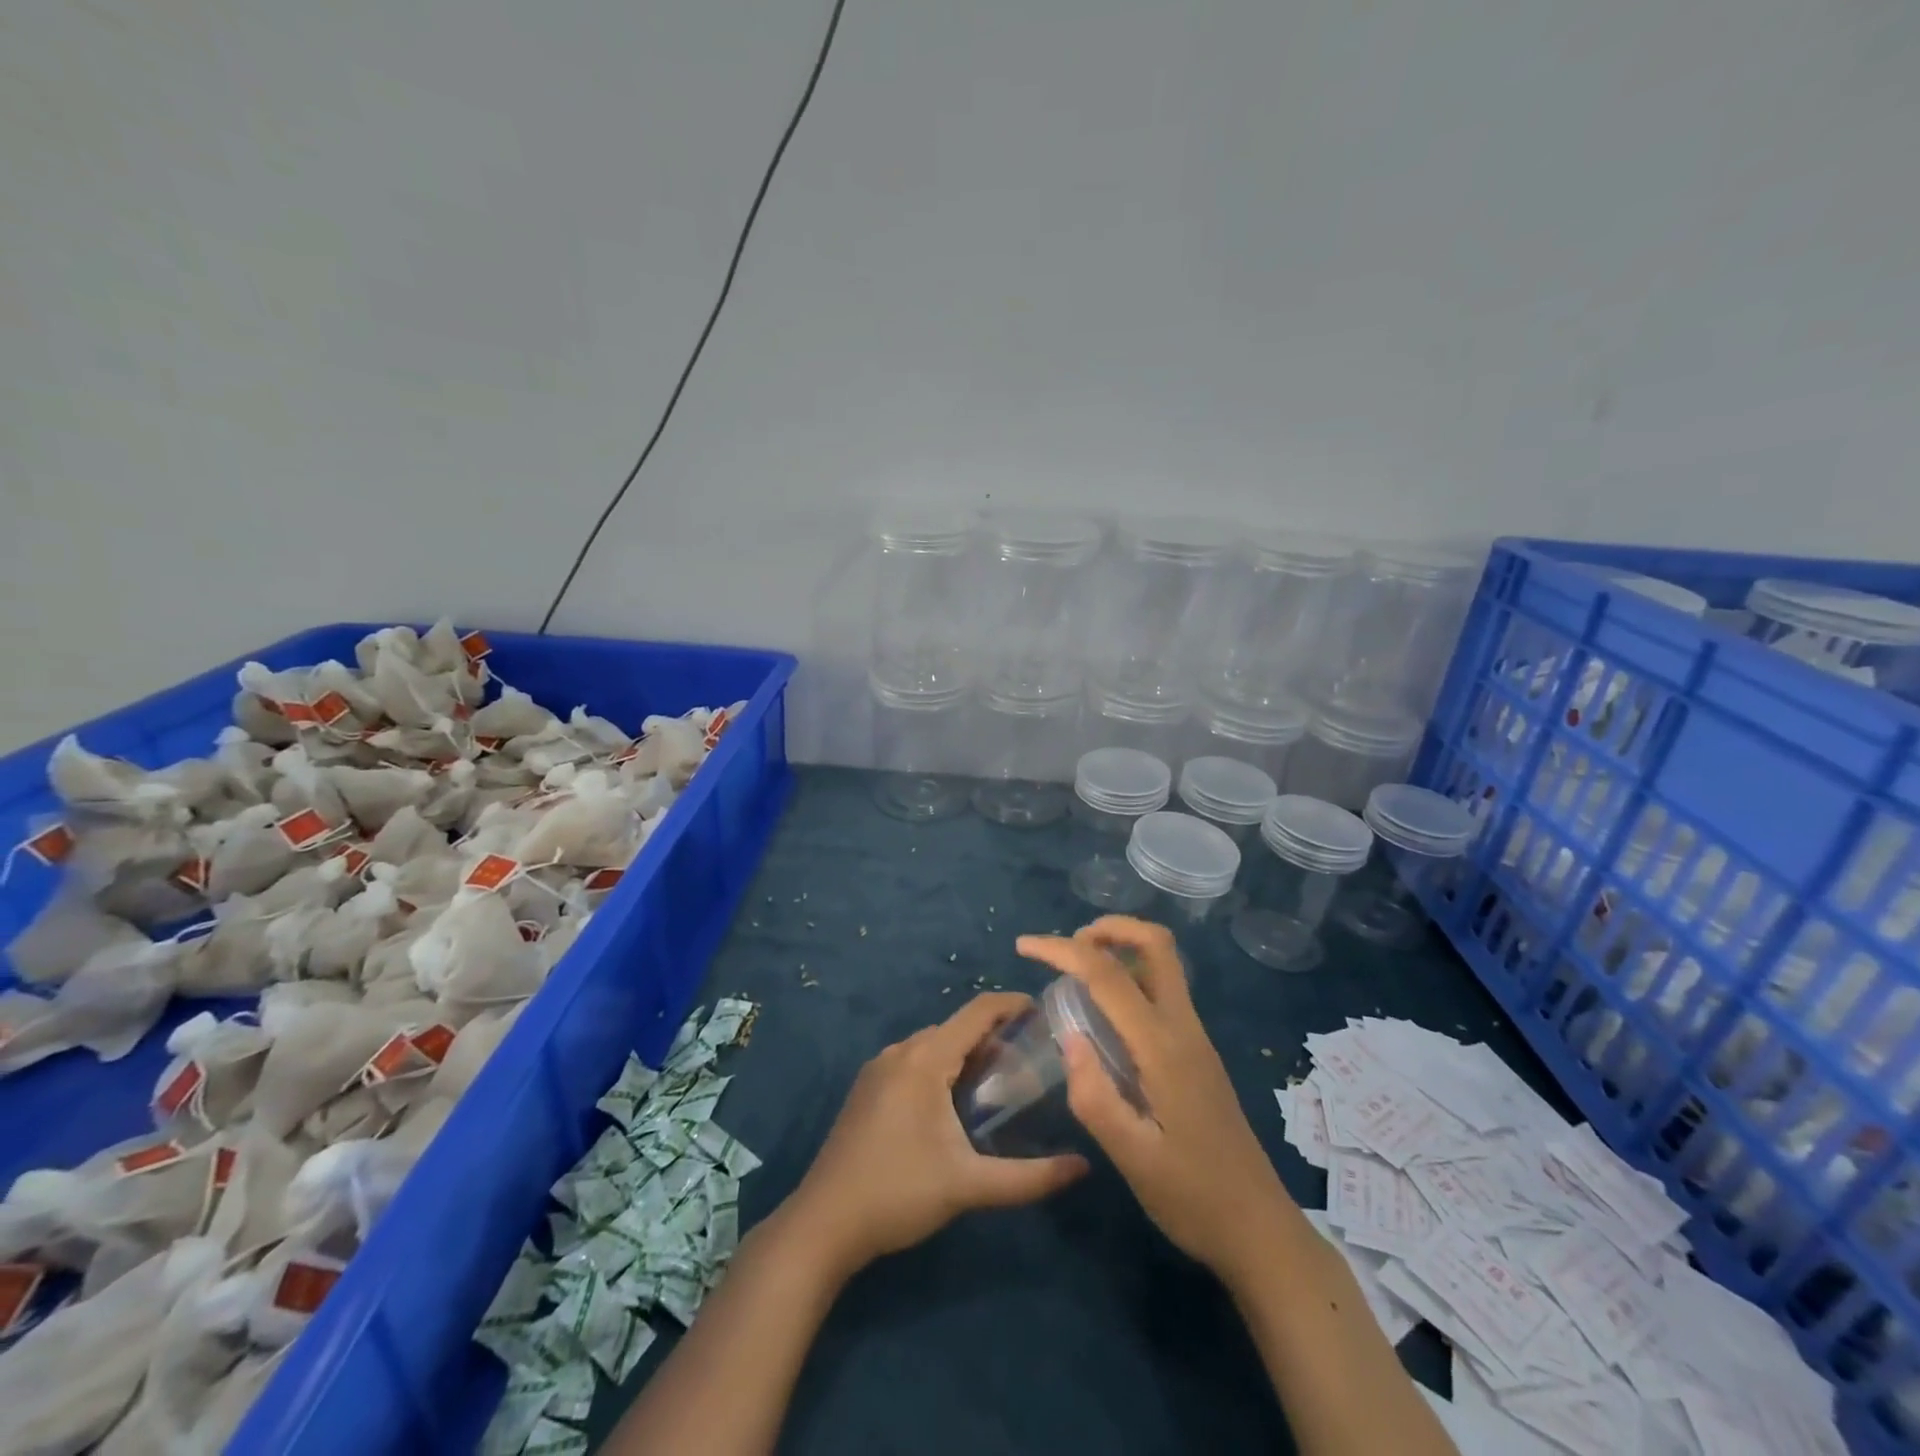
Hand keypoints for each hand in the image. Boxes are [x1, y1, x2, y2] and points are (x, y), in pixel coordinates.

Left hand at [784, 992, 1087, 1277]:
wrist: (823, 1224)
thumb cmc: (898, 1194)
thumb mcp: (968, 1186)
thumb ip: (1029, 1177)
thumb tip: (1083, 1167)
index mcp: (924, 1059)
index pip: (976, 1012)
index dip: (1011, 1005)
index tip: (1043, 1011)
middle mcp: (900, 1052)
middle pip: (955, 1027)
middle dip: (993, 1035)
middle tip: (1029, 1058)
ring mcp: (877, 1069)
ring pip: (932, 1044)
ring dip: (965, 1052)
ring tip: (999, 1080)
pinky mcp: (866, 1089)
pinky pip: (912, 1061)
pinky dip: (940, 1066)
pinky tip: (954, 1102)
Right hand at [1016, 917, 1291, 1278]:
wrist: (1259, 1231)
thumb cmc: (1193, 1199)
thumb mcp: (1133, 1159)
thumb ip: (1095, 1097)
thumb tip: (1068, 1037)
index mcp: (1164, 1048)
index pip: (1109, 975)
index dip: (1062, 950)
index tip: (1023, 946)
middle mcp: (1184, 1028)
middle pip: (1157, 944)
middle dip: (1109, 928)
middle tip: (1067, 949)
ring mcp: (1196, 1038)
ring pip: (1163, 964)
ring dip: (1121, 949)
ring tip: (1077, 973)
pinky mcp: (1197, 1052)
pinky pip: (1163, 990)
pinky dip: (1130, 976)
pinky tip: (1104, 1014)